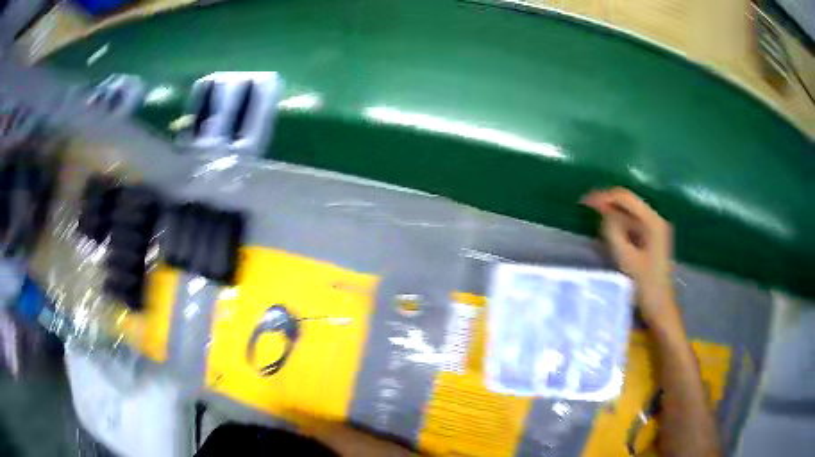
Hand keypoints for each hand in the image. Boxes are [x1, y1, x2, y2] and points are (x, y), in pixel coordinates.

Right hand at [582, 188, 677, 327]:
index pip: (626, 198)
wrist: (660, 308)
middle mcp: (656, 220)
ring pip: (629, 213)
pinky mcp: (651, 239)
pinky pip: (632, 224)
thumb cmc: (645, 285)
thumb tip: (603, 212)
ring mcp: (654, 229)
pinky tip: (608, 230)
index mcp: (653, 222)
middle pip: (629, 203)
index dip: (605, 197)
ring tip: (594, 217)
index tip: (585, 202)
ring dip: (613, 213)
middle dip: (608, 203)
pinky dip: (619, 224)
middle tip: (586, 207)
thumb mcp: (626, 258)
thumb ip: (613, 232)